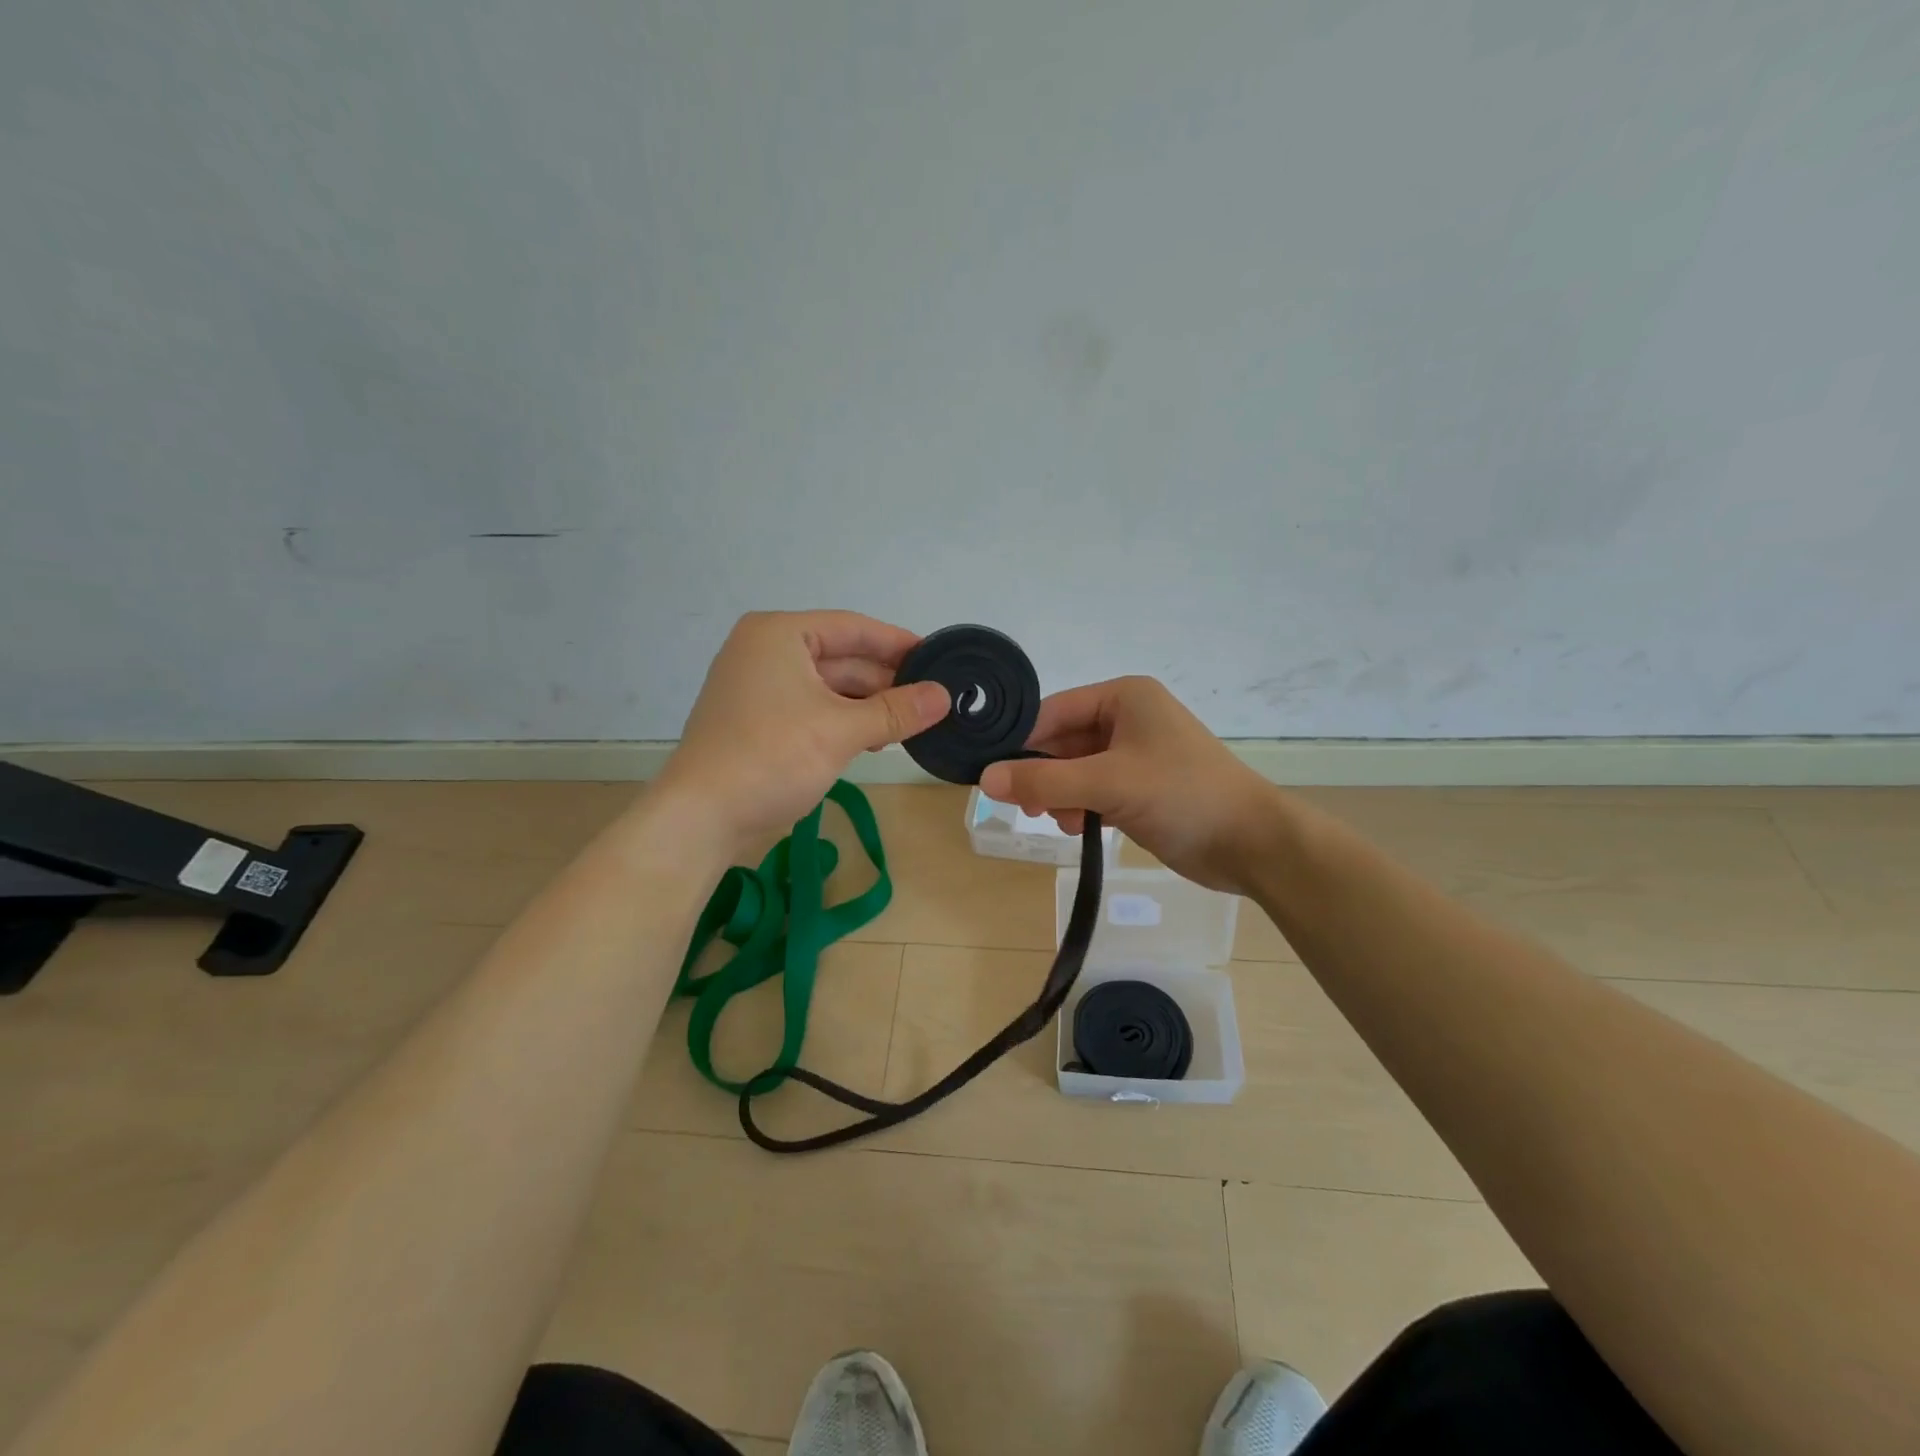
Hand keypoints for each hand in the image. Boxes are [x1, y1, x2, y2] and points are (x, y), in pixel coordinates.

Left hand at [652, 611, 949, 860]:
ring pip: (828, 687)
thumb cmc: (771, 758)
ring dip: (868, 705)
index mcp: (779, 635)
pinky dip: (844, 721)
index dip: (897, 643)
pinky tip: (876, 739)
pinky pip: (813, 710)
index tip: (938, 658)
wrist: (702, 818)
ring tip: (913, 723)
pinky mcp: (759, 722)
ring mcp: (759, 689)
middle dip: (885, 680)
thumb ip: (896, 711)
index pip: (852, 628)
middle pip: (841, 657)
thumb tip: (944, 696)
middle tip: (933, 699)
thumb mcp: (841, 731)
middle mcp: (766, 652)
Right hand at [979, 676, 1280, 893]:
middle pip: (1063, 741)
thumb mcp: (1108, 783)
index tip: (994, 775)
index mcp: (1124, 698)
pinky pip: (1095, 790)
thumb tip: (986, 779)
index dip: (1022, 742)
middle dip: (1043, 773)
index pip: (1054, 711)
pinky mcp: (1142, 788)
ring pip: (1077, 769)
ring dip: (1060, 793)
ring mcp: (1136, 755)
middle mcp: (1128, 719)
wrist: (1251, 843)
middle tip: (1026, 805)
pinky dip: (1081, 806)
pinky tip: (1076, 827)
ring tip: (1056, 819)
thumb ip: (1044, 780)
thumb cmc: (1182, 796)